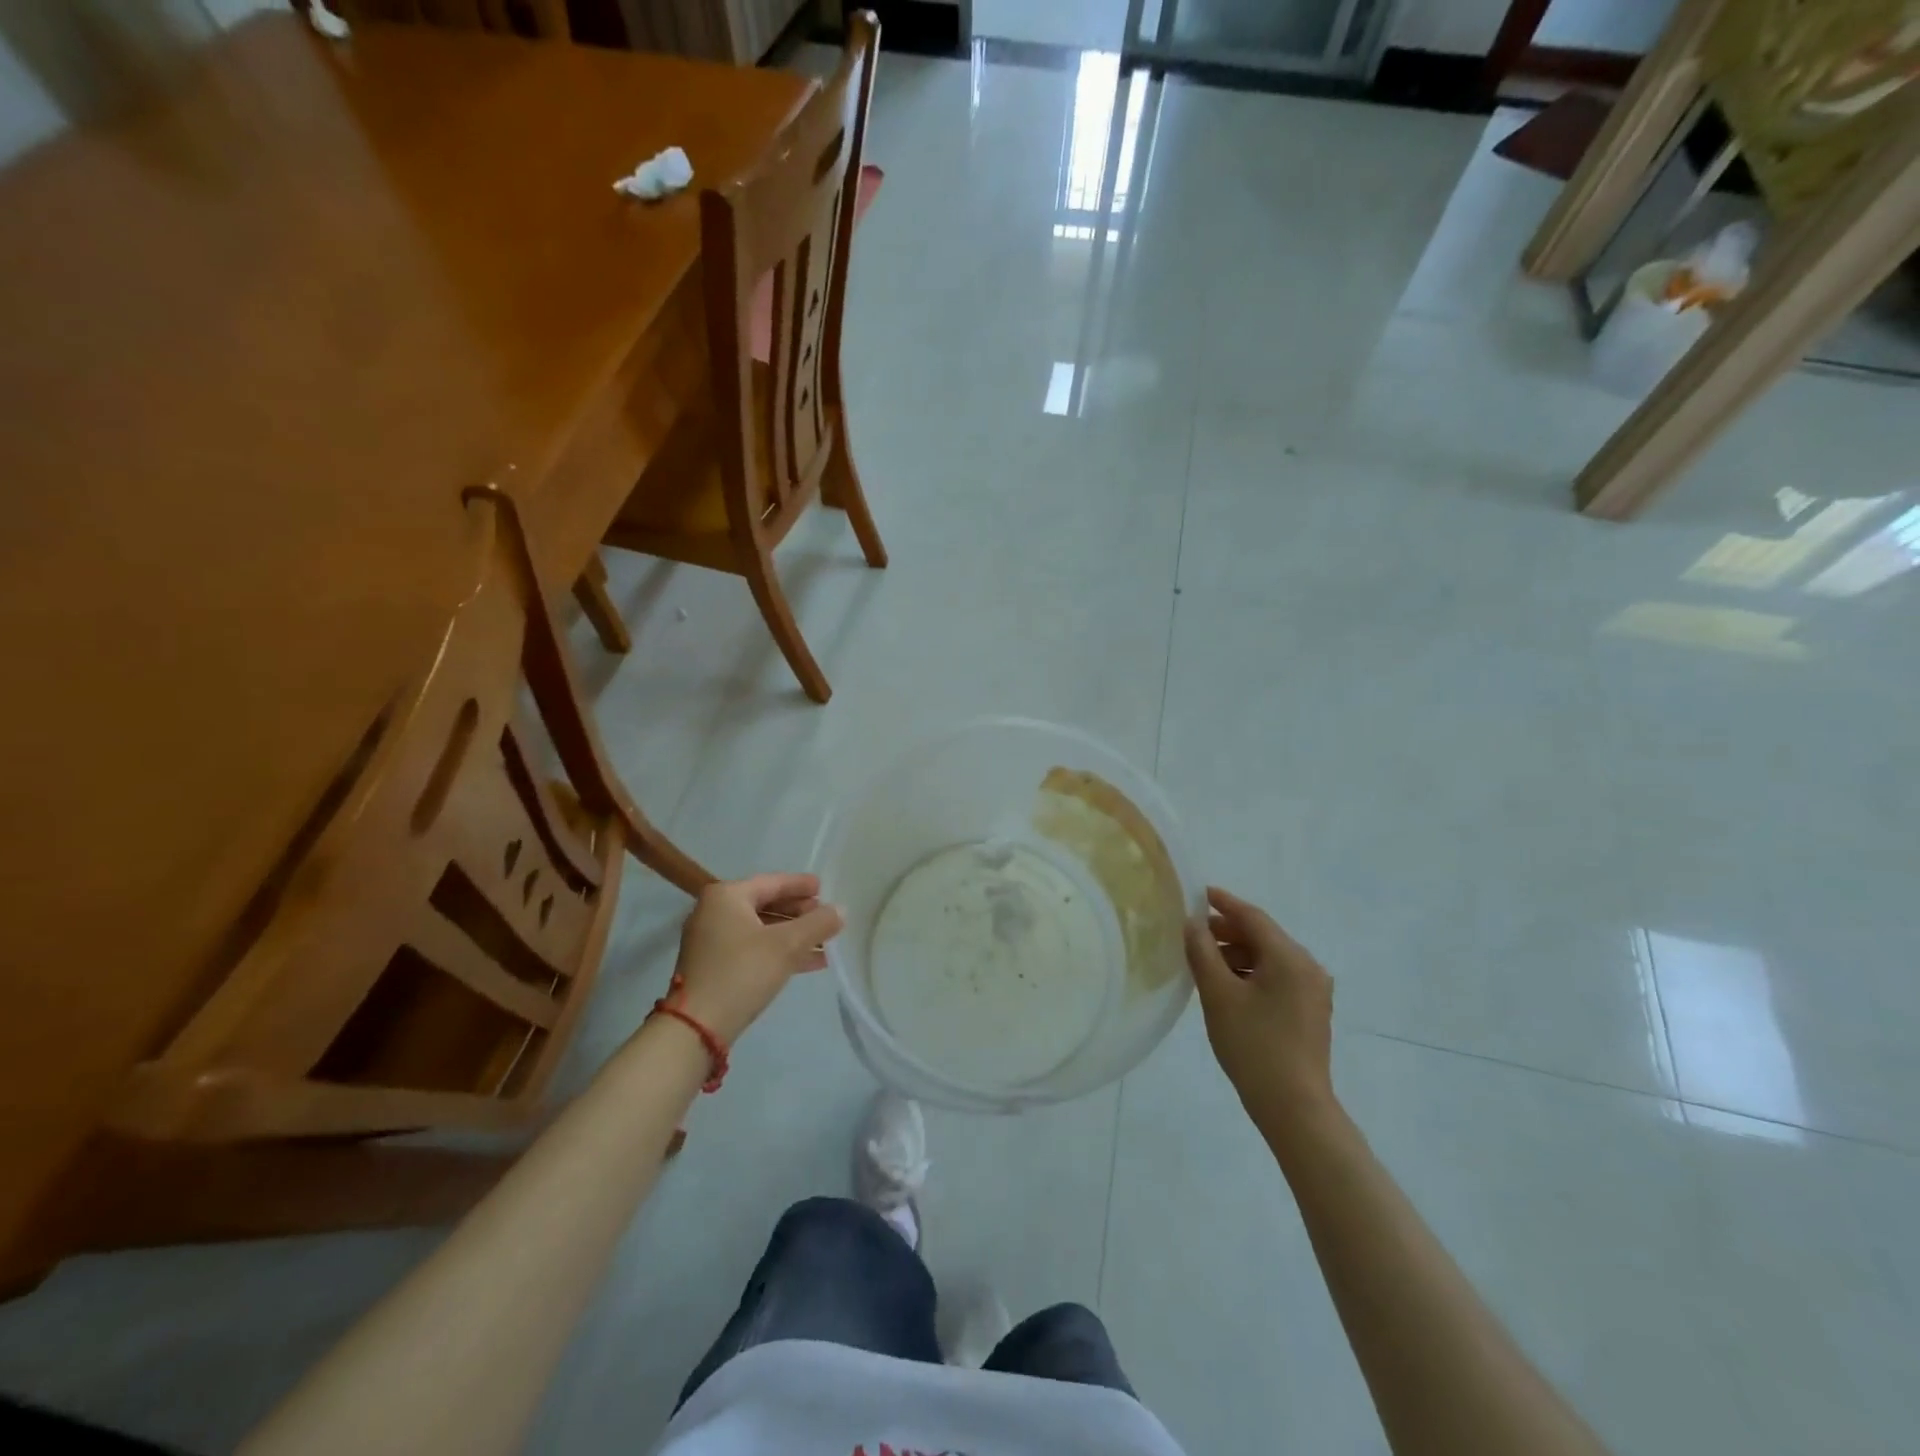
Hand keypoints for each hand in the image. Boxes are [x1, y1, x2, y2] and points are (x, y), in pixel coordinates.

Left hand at [670, 874, 843, 1045]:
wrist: (696, 1028)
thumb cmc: (742, 973)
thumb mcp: (786, 946)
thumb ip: (817, 924)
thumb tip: (841, 910)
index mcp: (726, 896)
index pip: (772, 882)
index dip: (801, 885)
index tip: (824, 888)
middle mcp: (714, 912)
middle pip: (766, 905)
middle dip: (799, 913)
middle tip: (826, 917)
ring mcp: (711, 941)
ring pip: (761, 930)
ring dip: (793, 936)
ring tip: (825, 943)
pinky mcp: (714, 967)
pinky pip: (753, 949)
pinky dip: (779, 952)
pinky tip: (809, 963)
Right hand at [1184, 886, 1335, 1132]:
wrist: (1294, 1107)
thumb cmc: (1254, 1045)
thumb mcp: (1218, 995)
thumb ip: (1202, 952)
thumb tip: (1192, 924)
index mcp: (1289, 957)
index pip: (1252, 917)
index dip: (1223, 903)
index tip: (1197, 894)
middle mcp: (1307, 967)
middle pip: (1262, 936)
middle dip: (1227, 931)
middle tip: (1192, 934)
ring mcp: (1313, 990)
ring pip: (1269, 958)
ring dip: (1237, 954)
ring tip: (1204, 964)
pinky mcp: (1311, 1010)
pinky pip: (1277, 977)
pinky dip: (1251, 973)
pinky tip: (1227, 987)